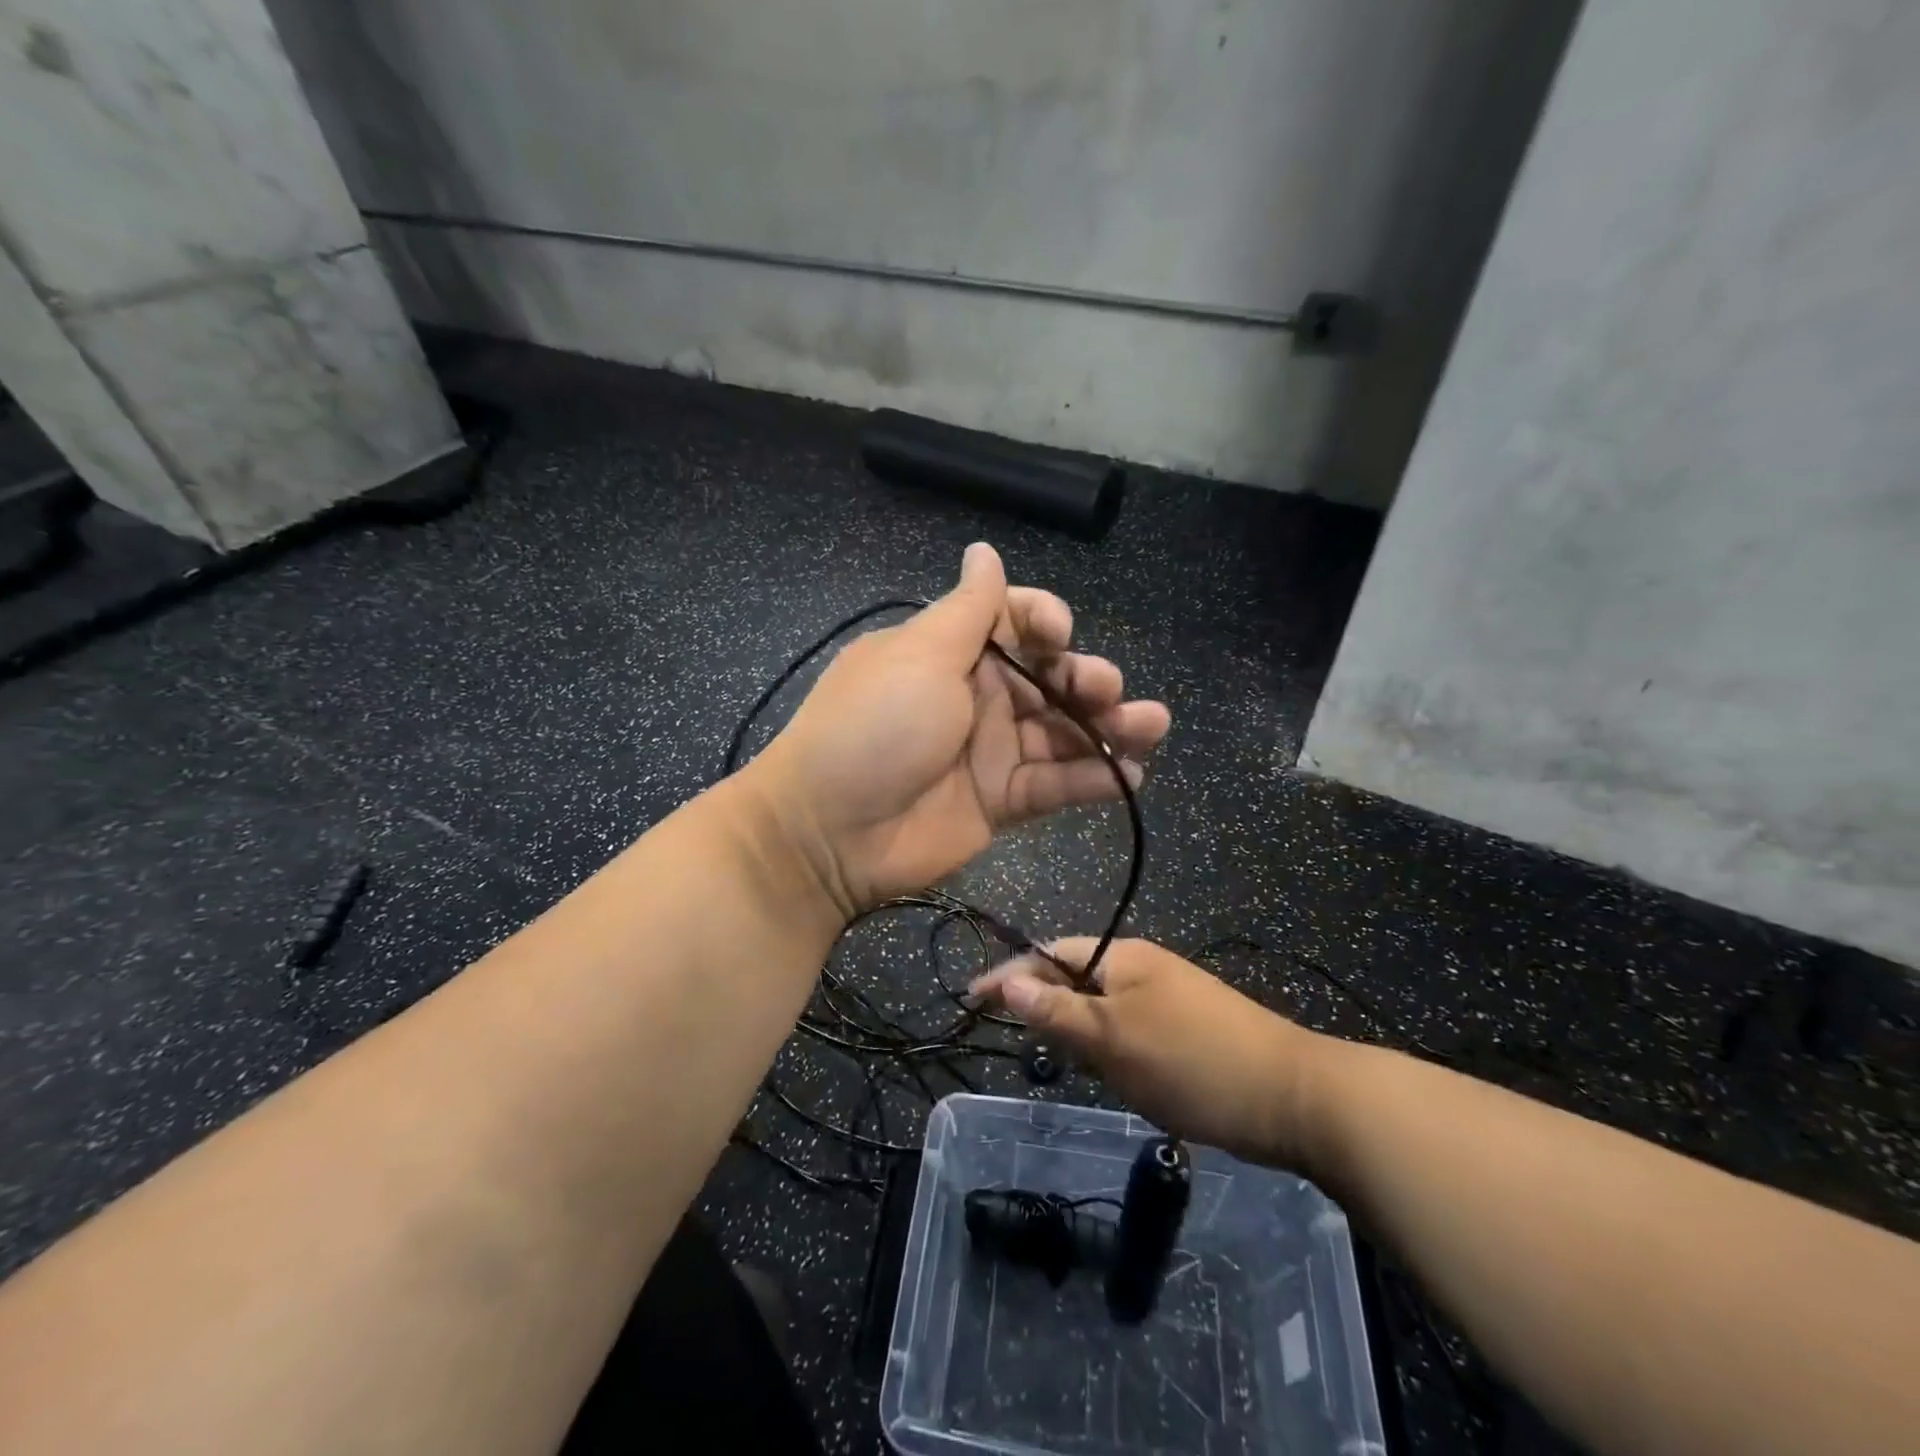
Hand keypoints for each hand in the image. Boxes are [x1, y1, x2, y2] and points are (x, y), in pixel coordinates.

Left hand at [749, 543, 1170, 915]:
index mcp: (951, 652)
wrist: (831, 832)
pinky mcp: (1001, 801)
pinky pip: (1055, 784)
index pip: (1014, 621)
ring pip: (1063, 732)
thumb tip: (984, 550)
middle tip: (1107, 690)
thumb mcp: (919, 656)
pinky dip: (1094, 779)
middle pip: (1049, 678)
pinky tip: (1130, 777)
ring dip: (1110, 728)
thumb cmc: (875, 727)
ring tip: (1151, 728)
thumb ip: (967, 609)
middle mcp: (976, 696)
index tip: (1059, 636)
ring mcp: (990, 751)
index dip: (1046, 621)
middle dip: (1086, 678)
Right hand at [969, 938, 1323, 1167]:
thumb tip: (1006, 980)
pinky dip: (1110, 1049)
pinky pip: (1129, 1030)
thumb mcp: (1114, 1039)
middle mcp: (1143, 967)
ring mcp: (1169, 998)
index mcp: (1123, 956)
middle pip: (1075, 977)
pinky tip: (1116, 1076)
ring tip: (1065, 1063)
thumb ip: (1057, 1010)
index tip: (972, 998)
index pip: (1049, 952)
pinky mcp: (1187, 1029)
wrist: (1296, 1098)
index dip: (1009, 974)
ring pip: (1102, 1008)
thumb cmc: (1193, 1061)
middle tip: (1019, 1040)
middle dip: (1044, 1005)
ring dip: (1078, 1031)